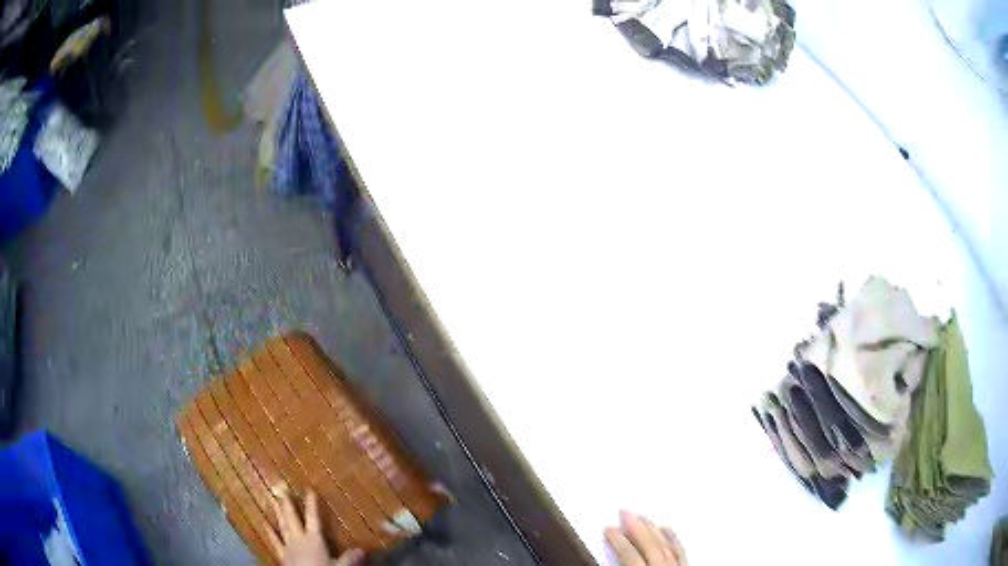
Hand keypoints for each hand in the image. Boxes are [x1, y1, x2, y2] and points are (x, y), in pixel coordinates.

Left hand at [269, 489, 363, 565]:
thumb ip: (349, 558)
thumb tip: (363, 549)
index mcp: (314, 539)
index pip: (313, 518)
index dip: (311, 504)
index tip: (309, 489)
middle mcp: (299, 539)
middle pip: (293, 518)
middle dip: (288, 504)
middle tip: (281, 488)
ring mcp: (289, 546)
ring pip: (283, 526)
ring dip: (279, 513)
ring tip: (274, 500)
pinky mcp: (282, 554)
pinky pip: (275, 541)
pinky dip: (270, 532)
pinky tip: (264, 523)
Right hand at [604, 511, 686, 565]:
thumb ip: (618, 565)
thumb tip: (603, 559)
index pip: (628, 554)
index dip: (616, 540)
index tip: (608, 528)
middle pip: (649, 543)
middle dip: (635, 526)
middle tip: (625, 511)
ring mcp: (677, 565)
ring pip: (665, 543)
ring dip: (653, 528)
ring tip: (643, 517)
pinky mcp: (686, 565)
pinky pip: (680, 550)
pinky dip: (673, 538)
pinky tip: (668, 530)